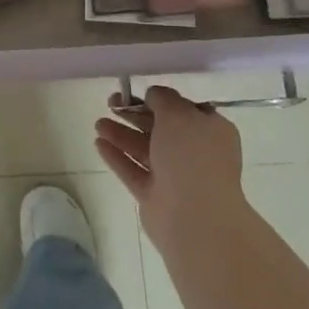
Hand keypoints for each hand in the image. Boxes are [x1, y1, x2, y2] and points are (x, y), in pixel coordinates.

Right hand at [94, 85, 248, 251]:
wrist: (195, 216)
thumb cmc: (191, 157)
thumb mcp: (178, 114)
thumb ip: (163, 99)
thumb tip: (154, 94)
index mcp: (210, 131)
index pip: (185, 110)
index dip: (162, 100)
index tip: (139, 92)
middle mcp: (194, 153)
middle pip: (160, 128)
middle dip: (135, 115)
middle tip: (111, 102)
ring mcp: (174, 176)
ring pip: (144, 149)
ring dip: (121, 134)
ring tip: (98, 123)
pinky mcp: (155, 195)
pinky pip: (133, 170)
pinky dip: (117, 156)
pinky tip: (98, 143)